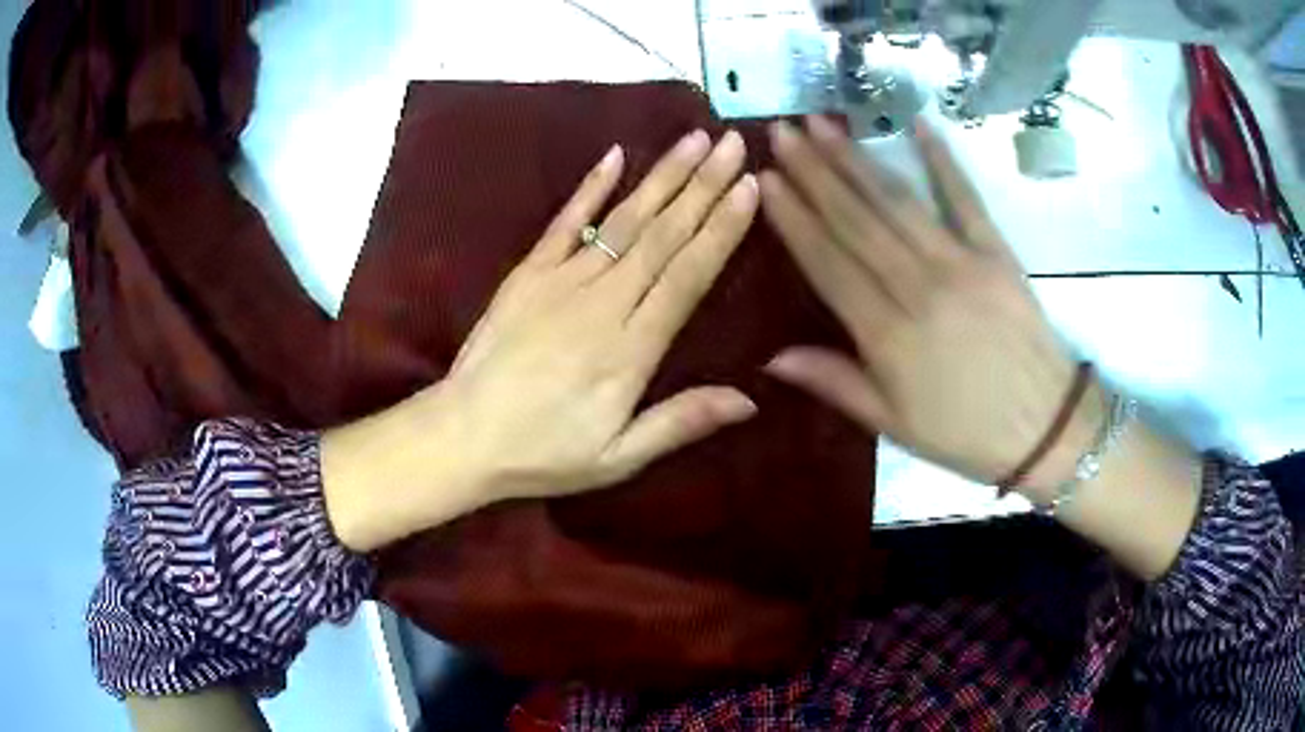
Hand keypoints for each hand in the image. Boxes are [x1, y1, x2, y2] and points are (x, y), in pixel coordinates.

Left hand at [324, 130, 760, 550]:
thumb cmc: (543, 453)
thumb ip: (680, 422)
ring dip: (662, 176)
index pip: (688, 275)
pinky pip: (565, 221)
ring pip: (623, 219)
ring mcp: (561, 280)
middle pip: (663, 235)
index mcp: (631, 349)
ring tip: (695, 138)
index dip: (722, 229)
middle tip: (735, 143)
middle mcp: (603, 302)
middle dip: (703, 185)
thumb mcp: (617, 458)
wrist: (462, 435)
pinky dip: (590, 187)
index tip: (751, 187)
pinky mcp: (528, 273)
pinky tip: (616, 155)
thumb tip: (750, 400)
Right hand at [759, 117, 1099, 496]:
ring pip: (898, 202)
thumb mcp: (895, 426)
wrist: (1047, 430)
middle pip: (857, 220)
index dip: (795, 219)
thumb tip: (772, 358)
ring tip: (822, 123)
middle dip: (815, 171)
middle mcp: (919, 287)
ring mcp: (962, 263)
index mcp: (888, 336)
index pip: (829, 263)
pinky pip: (965, 198)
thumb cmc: (966, 435)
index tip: (766, 179)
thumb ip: (836, 384)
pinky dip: (942, 160)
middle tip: (782, 132)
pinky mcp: (997, 252)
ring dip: (857, 158)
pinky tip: (917, 124)